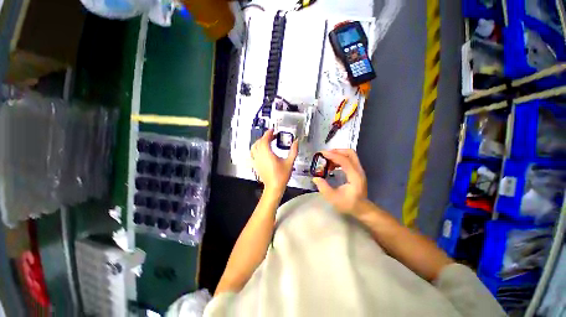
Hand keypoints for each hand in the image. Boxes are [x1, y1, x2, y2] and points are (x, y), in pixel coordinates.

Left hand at [251, 129, 298, 193]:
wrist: (274, 187)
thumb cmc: (281, 176)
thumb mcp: (290, 162)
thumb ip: (293, 150)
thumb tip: (296, 142)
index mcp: (267, 154)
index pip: (265, 140)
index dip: (268, 133)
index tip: (272, 130)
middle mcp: (260, 156)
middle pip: (259, 142)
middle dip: (265, 137)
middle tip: (273, 136)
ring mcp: (256, 160)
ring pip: (254, 147)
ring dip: (260, 142)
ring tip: (267, 141)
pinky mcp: (255, 164)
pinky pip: (253, 153)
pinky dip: (257, 148)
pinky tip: (262, 150)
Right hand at [312, 149, 366, 213]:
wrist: (362, 209)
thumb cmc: (349, 204)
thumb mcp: (333, 198)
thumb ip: (323, 187)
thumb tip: (315, 178)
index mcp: (354, 176)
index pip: (344, 160)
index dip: (332, 155)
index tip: (321, 154)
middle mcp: (358, 170)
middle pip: (350, 153)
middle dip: (336, 151)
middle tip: (325, 155)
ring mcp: (358, 170)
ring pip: (349, 155)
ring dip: (337, 155)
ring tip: (326, 162)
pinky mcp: (356, 171)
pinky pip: (348, 160)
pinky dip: (339, 160)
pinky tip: (331, 166)